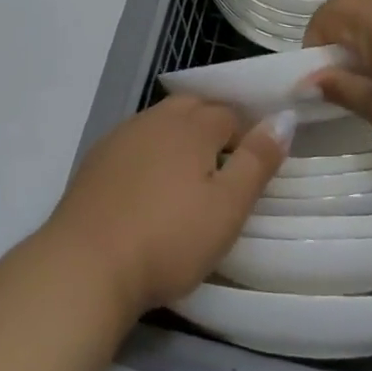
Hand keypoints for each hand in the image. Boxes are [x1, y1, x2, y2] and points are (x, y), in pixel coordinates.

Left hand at [42, 97, 292, 319]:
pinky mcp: (97, 158)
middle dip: (212, 127)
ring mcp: (122, 135)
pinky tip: (147, 185)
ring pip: (161, 121)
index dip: (244, 136)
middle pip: (193, 108)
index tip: (249, 168)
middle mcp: (156, 119)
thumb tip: (284, 117)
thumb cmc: (169, 238)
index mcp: (192, 126)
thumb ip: (257, 161)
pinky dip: (149, 152)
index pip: (229, 114)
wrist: (88, 262)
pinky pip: (134, 141)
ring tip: (187, 176)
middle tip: (222, 168)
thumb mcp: (227, 208)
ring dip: (179, 137)